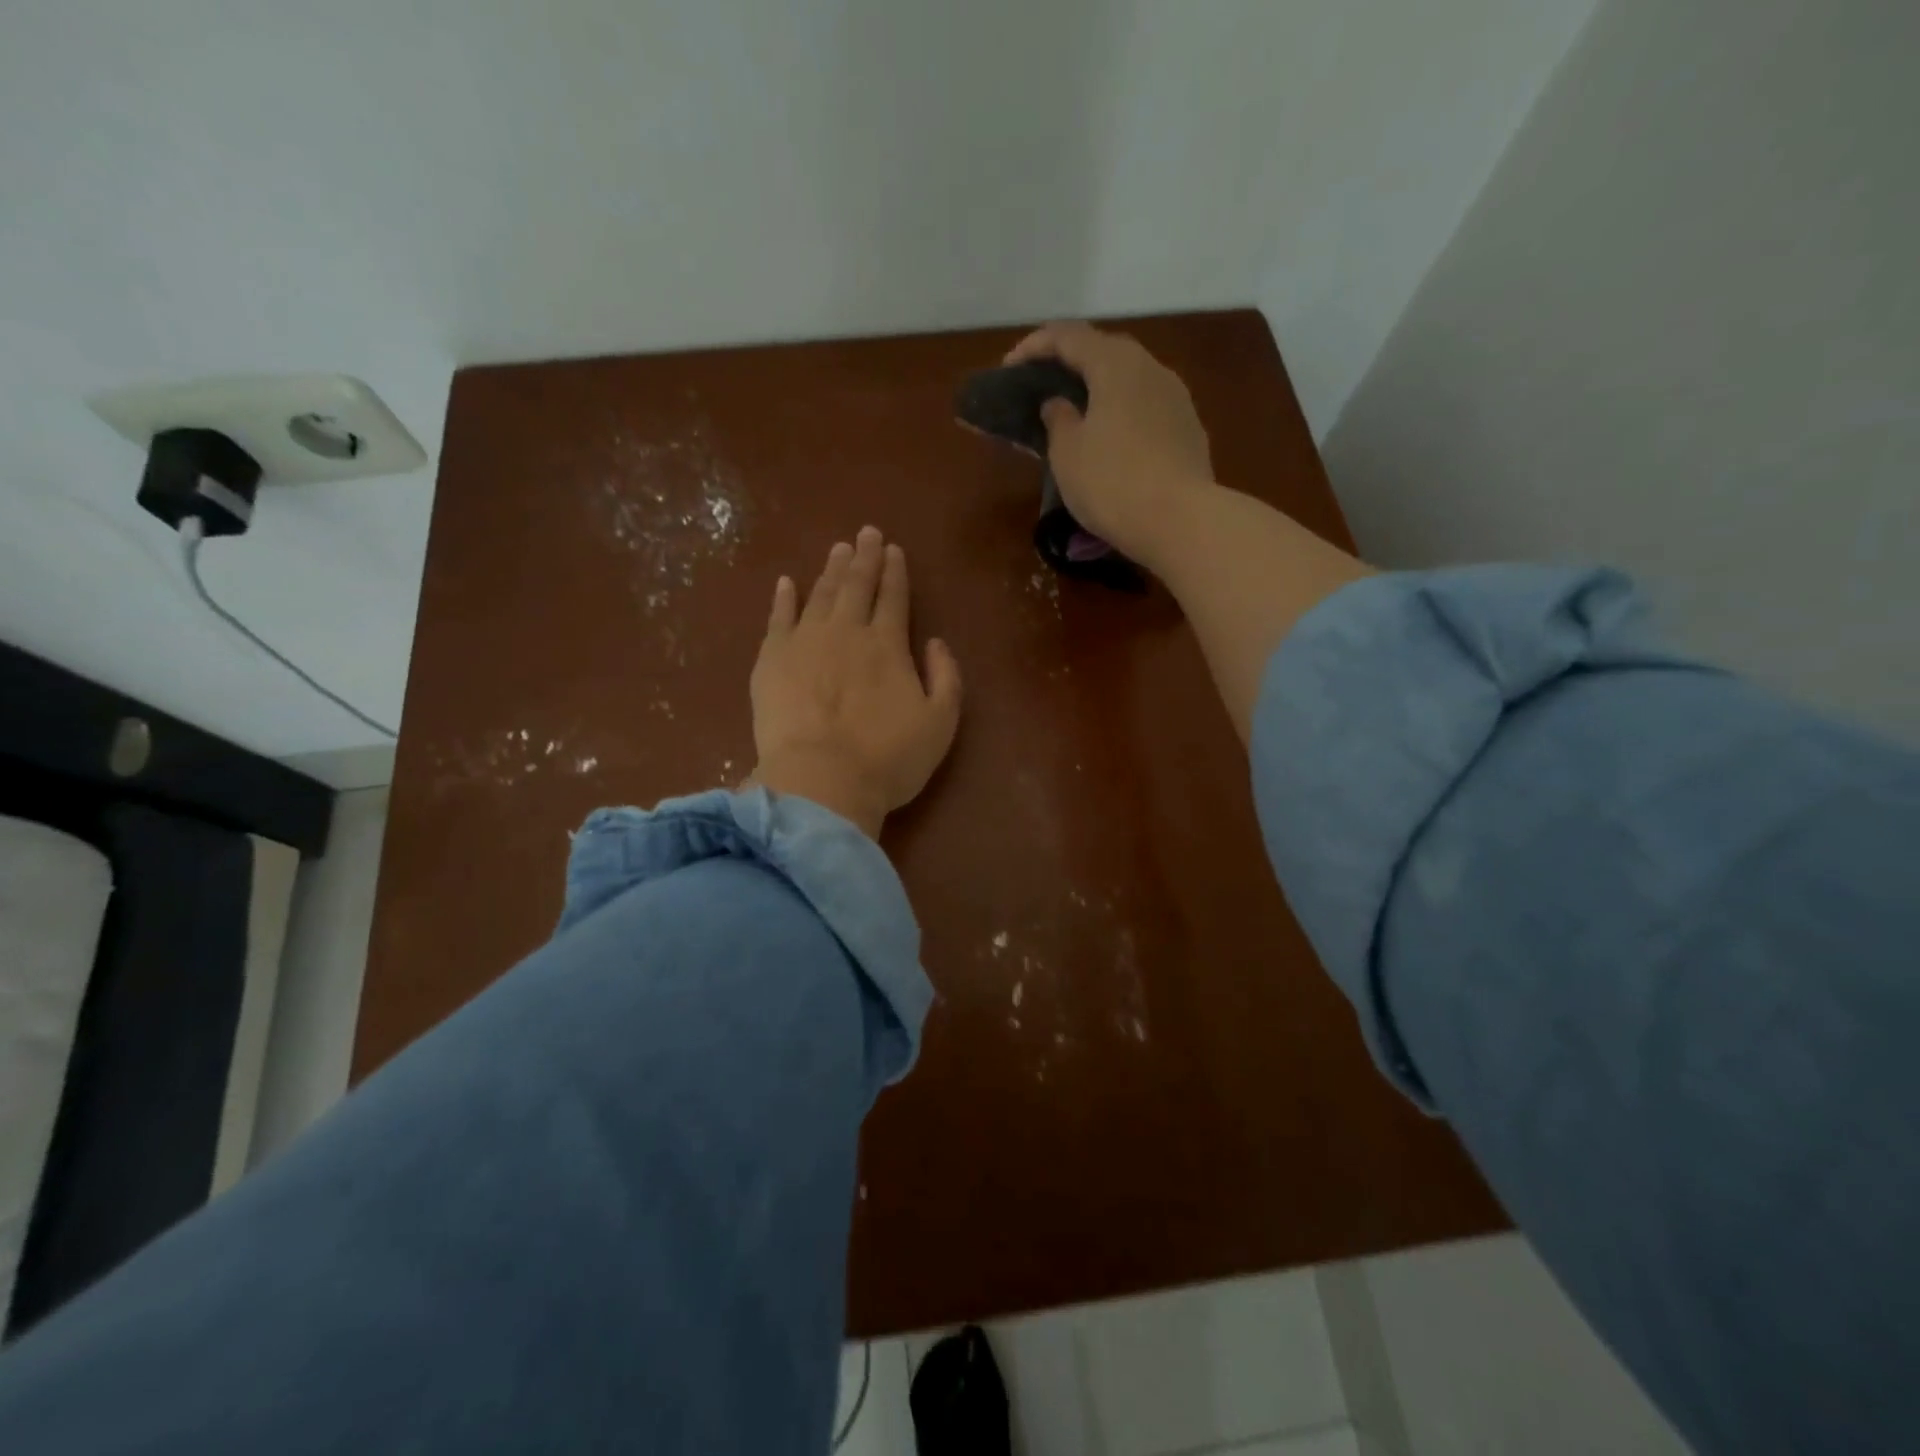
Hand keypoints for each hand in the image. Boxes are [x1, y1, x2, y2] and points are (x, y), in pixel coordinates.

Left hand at [750, 527, 962, 839]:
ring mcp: (804, 642)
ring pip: (820, 595)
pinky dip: (783, 598)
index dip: (895, 572)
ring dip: (830, 570)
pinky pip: (778, 618)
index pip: (893, 597)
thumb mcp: (941, 724)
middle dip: (863, 558)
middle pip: (856, 586)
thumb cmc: (888, 759)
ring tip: (837, 549)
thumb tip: (936, 642)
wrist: (821, 781)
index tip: (893, 549)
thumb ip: (946, 678)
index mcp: (888, 645)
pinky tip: (786, 583)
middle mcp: (846, 632)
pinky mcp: (771, 660)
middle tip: (865, 533)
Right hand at [1004, 321, 1214, 567]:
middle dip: (1070, 364)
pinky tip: (1110, 440)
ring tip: (1076, 416)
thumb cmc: (1112, 483)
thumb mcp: (1066, 453)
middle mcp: (1151, 368)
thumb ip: (1057, 419)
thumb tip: (1059, 403)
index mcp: (1115, 364)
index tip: (1008, 370)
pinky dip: (1121, 414)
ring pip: (1129, 380)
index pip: (1068, 336)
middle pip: (1104, 351)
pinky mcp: (1189, 429)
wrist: (1181, 522)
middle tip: (1042, 388)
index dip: (1034, 346)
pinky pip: (1146, 408)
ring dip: (1099, 390)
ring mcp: (1176, 398)